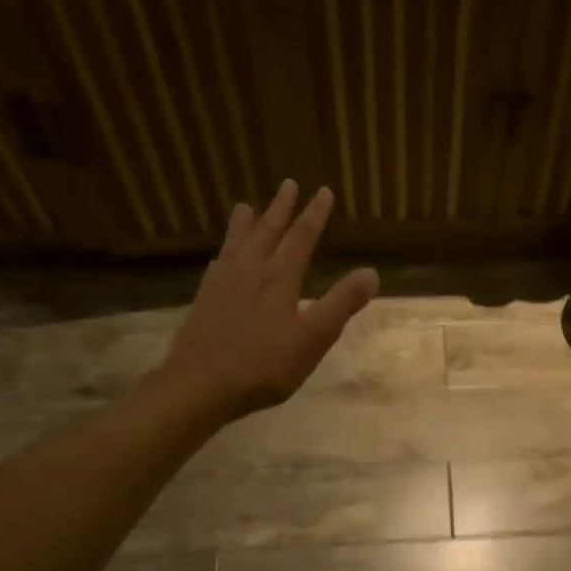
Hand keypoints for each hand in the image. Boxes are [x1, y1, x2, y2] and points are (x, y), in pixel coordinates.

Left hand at [155, 181, 378, 421]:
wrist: (199, 386)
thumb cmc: (264, 365)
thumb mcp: (313, 338)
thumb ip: (341, 304)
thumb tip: (371, 272)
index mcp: (279, 278)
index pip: (301, 237)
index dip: (314, 214)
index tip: (323, 191)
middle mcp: (250, 271)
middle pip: (267, 231)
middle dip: (281, 208)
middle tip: (288, 184)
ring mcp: (222, 284)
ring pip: (236, 244)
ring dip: (245, 223)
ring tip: (245, 206)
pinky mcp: (204, 301)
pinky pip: (217, 265)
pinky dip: (223, 253)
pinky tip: (221, 257)